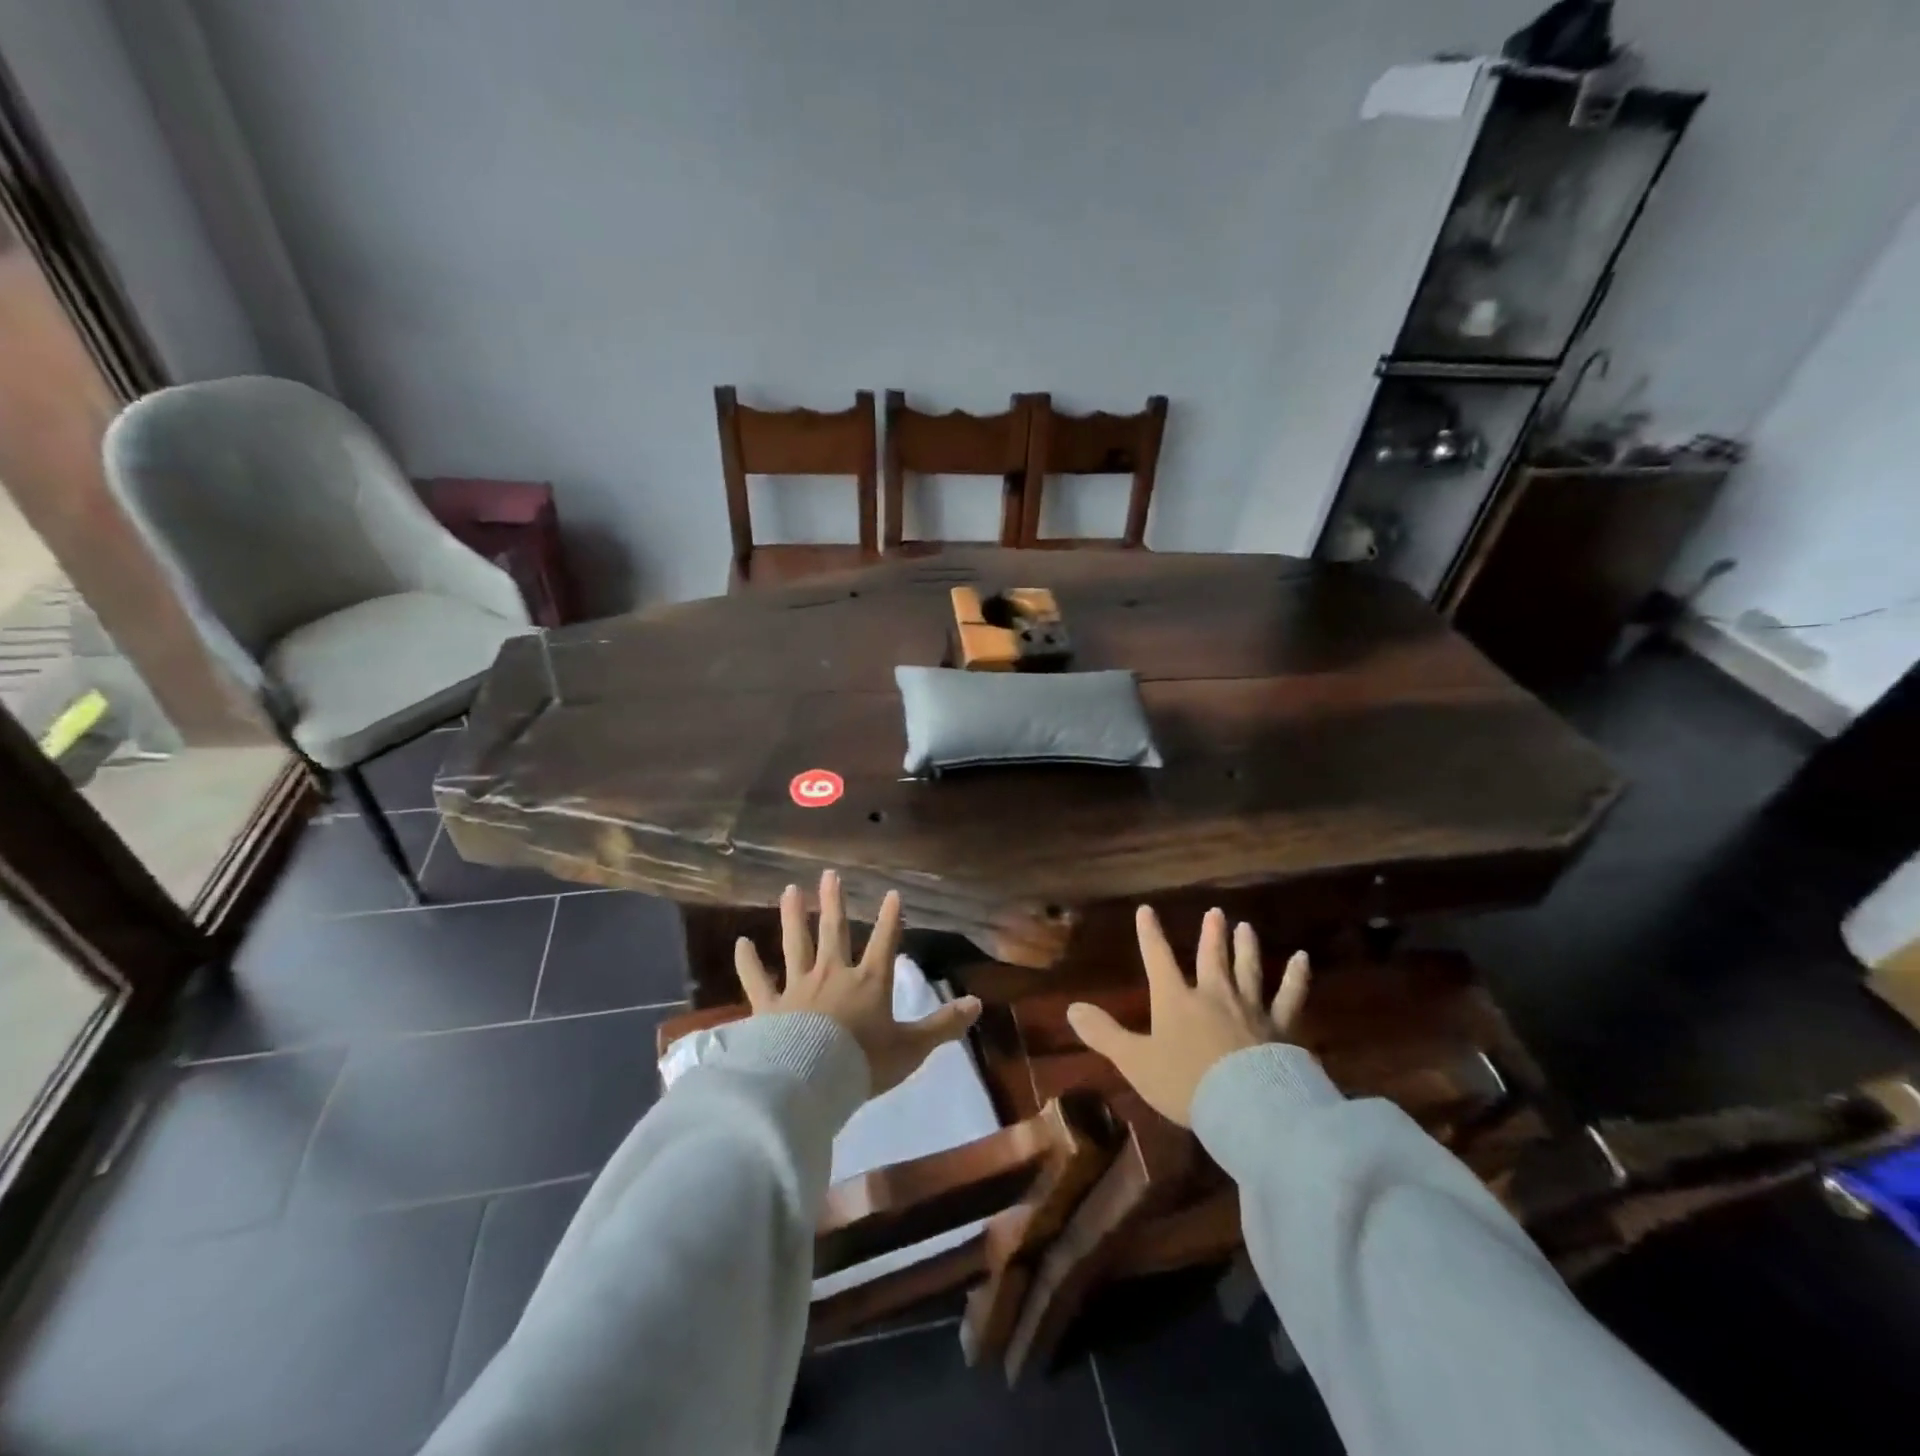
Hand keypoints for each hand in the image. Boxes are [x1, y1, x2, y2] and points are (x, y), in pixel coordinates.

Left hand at [734, 870, 982, 1095]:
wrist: (810, 1080)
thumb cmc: (863, 1063)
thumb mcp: (911, 1048)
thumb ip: (943, 1025)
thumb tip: (978, 1003)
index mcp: (869, 982)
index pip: (885, 942)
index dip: (891, 918)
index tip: (892, 893)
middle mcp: (834, 974)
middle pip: (834, 931)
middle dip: (834, 902)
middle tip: (829, 874)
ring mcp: (799, 986)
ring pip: (795, 943)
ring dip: (793, 915)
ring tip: (789, 890)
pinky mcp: (769, 1006)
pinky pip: (757, 979)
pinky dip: (748, 962)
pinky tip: (740, 943)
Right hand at [1067, 906, 1309, 1125]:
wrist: (1246, 1107)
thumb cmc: (1185, 1083)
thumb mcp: (1135, 1062)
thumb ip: (1104, 1034)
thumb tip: (1070, 1008)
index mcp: (1175, 1000)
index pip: (1158, 959)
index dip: (1149, 934)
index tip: (1146, 909)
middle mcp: (1212, 995)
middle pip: (1210, 958)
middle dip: (1210, 935)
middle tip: (1215, 912)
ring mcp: (1250, 1008)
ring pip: (1247, 970)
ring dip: (1246, 948)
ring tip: (1246, 927)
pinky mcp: (1281, 1027)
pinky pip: (1290, 997)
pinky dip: (1297, 978)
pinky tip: (1303, 959)